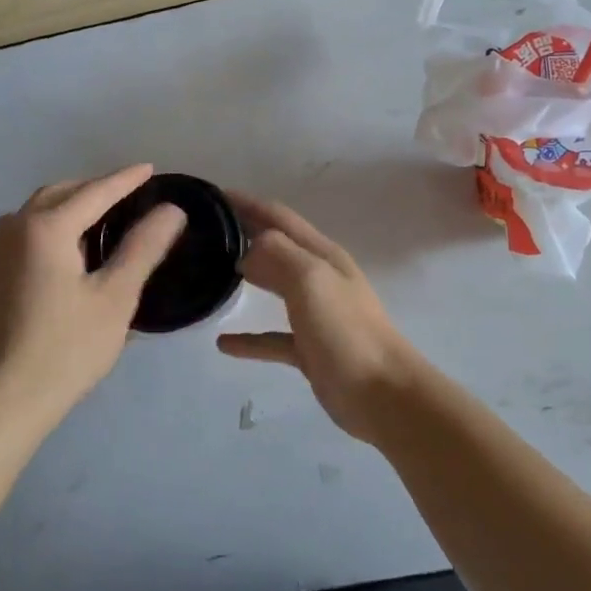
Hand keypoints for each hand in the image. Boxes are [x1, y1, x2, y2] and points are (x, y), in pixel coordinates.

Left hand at [0, 166, 185, 423]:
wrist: (5, 398)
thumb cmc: (67, 347)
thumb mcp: (116, 296)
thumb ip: (144, 247)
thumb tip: (171, 210)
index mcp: (47, 226)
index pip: (96, 191)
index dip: (127, 179)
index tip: (152, 168)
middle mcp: (17, 226)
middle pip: (64, 192)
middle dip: (99, 188)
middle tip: (135, 194)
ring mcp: (0, 248)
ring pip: (43, 208)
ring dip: (76, 203)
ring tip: (111, 214)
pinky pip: (32, 228)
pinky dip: (58, 222)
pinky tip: (78, 243)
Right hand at [217, 194, 438, 441]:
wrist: (383, 395)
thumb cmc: (346, 331)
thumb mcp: (311, 280)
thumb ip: (278, 254)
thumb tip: (250, 247)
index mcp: (322, 255)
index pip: (280, 217)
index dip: (249, 204)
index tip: (215, 196)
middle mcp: (320, 278)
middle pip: (277, 247)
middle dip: (246, 234)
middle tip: (207, 232)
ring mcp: (316, 314)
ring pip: (275, 286)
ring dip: (249, 276)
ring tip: (212, 273)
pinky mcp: (310, 349)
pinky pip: (272, 338)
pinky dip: (249, 338)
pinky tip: (223, 343)